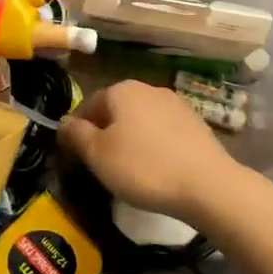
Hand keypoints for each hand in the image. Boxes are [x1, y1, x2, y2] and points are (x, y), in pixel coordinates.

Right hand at [58, 80, 240, 220]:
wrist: (208, 185)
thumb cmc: (143, 167)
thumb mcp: (97, 154)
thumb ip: (75, 135)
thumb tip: (64, 123)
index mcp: (121, 90)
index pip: (88, 105)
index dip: (78, 131)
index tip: (77, 157)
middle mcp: (149, 88)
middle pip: (116, 111)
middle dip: (106, 134)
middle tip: (102, 165)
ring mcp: (176, 104)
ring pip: (141, 121)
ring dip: (131, 140)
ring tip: (130, 170)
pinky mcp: (197, 124)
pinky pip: (164, 132)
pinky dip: (155, 146)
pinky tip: (158, 169)